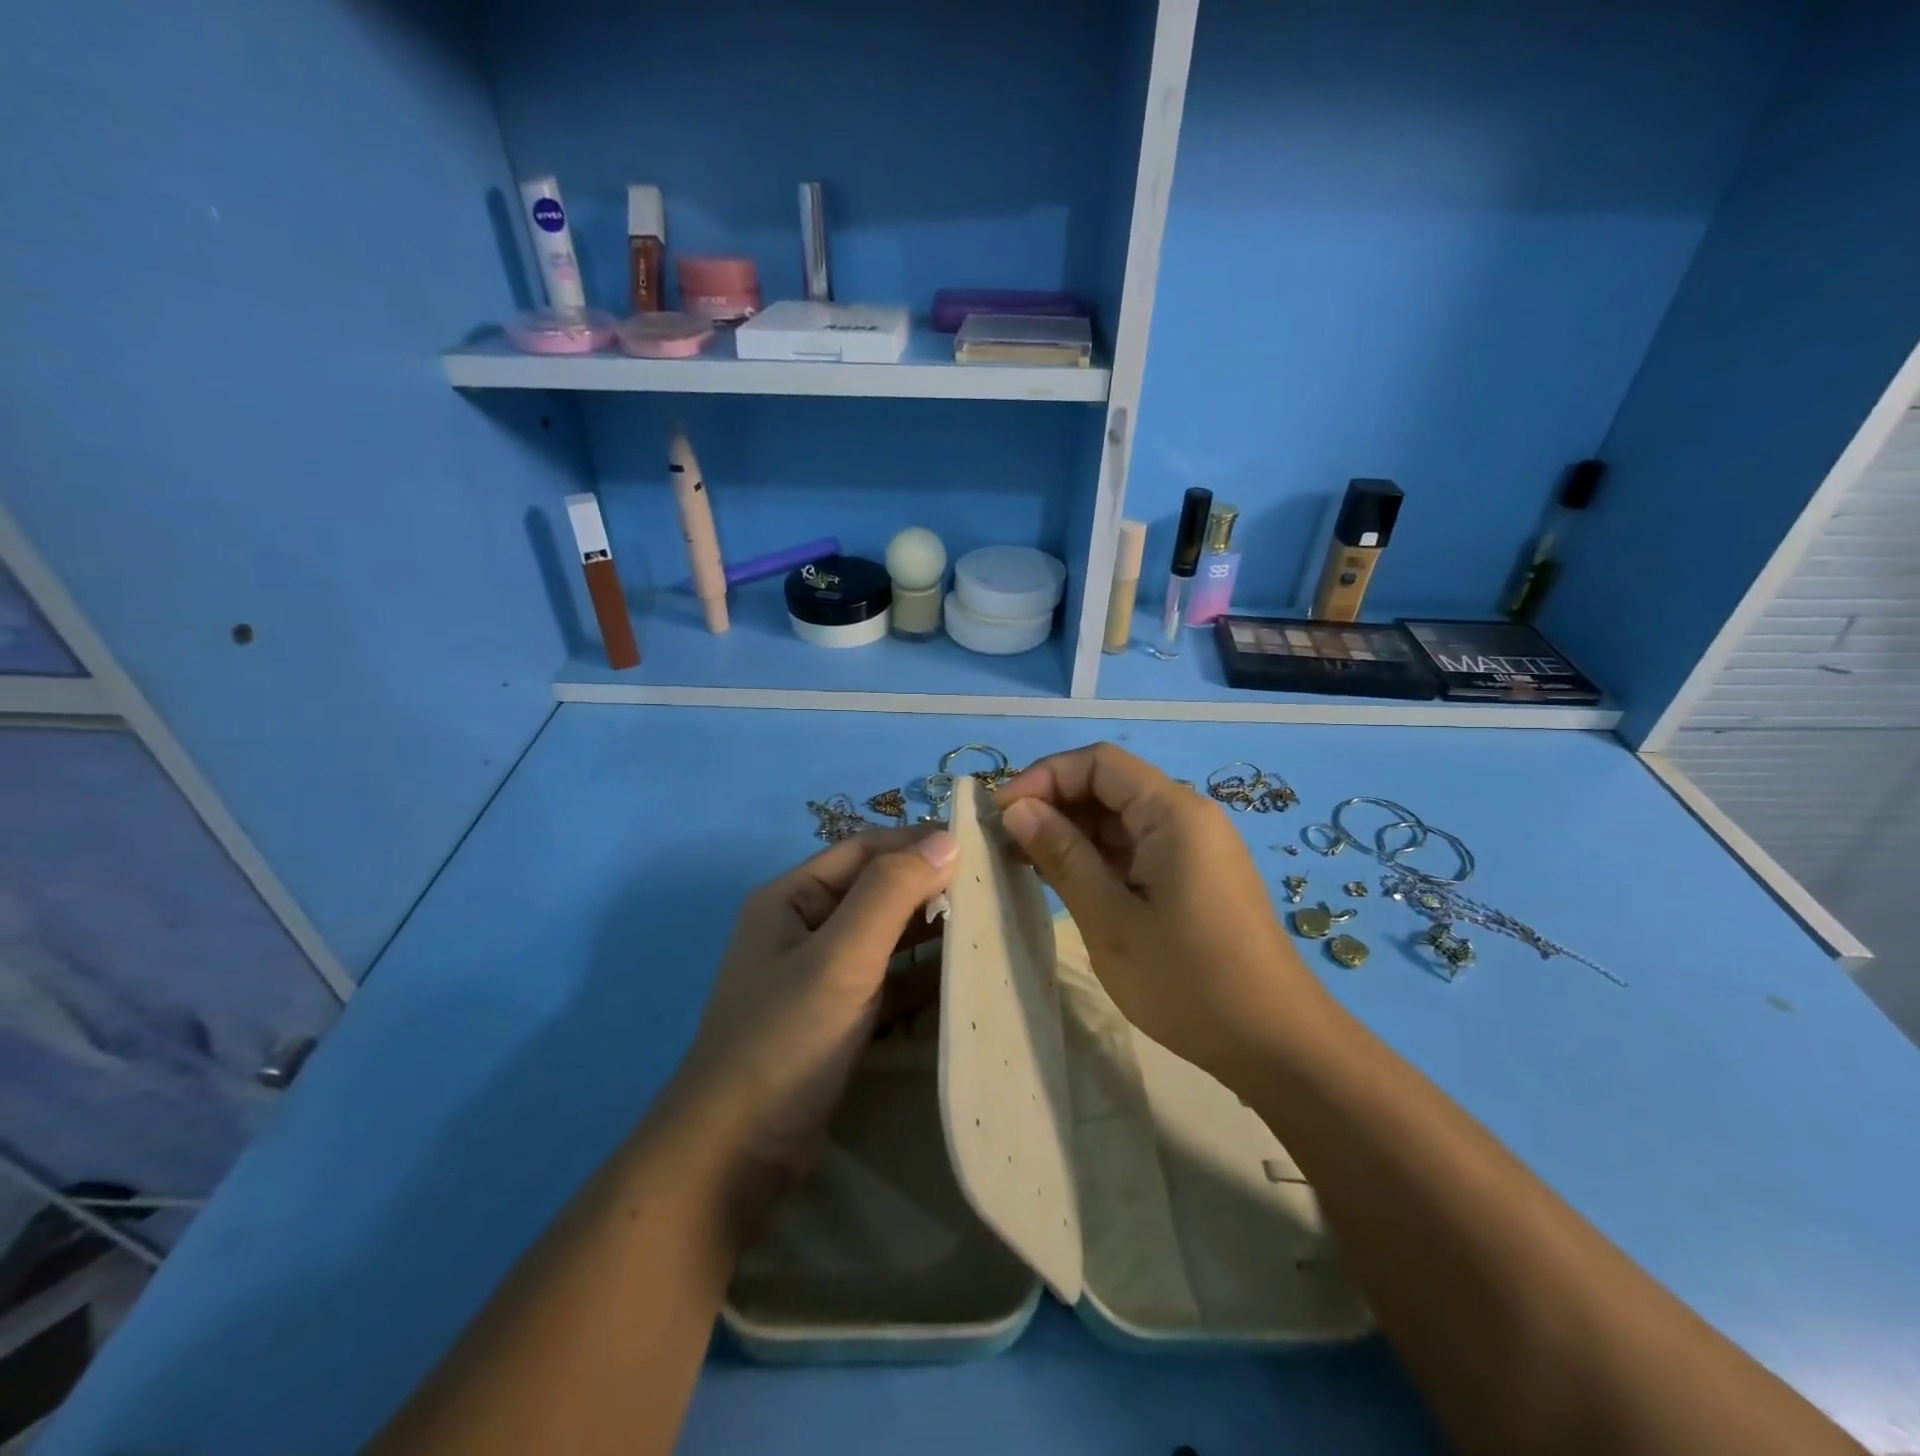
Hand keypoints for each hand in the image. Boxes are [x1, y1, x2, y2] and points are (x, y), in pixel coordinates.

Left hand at [668, 826, 957, 1234]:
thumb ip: (892, 893)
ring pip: (886, 936)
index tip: (978, 842)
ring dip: (931, 929)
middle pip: (877, 890)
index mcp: (792, 897)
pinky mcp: (838, 1017)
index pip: (864, 849)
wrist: (735, 1155)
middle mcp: (804, 927)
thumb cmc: (786, 1038)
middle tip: (993, 884)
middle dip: (930, 885)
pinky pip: (889, 980)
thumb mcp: (840, 957)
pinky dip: (922, 975)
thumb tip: (946, 839)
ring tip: (990, 922)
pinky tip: (964, 974)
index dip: (918, 840)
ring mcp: (821, 975)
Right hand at [996, 743, 1319, 1078]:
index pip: (1099, 762)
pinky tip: (1065, 880)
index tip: (1002, 813)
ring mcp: (1194, 847)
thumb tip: (1017, 809)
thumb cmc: (1189, 981)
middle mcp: (1187, 816)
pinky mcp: (1194, 875)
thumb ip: (1062, 856)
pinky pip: (1137, 847)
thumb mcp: (1111, 920)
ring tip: (1024, 862)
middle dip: (1054, 804)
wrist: (1277, 1044)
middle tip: (1004, 843)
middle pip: (1109, 785)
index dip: (1044, 776)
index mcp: (1173, 813)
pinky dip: (1098, 856)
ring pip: (1120, 818)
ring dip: (1072, 832)